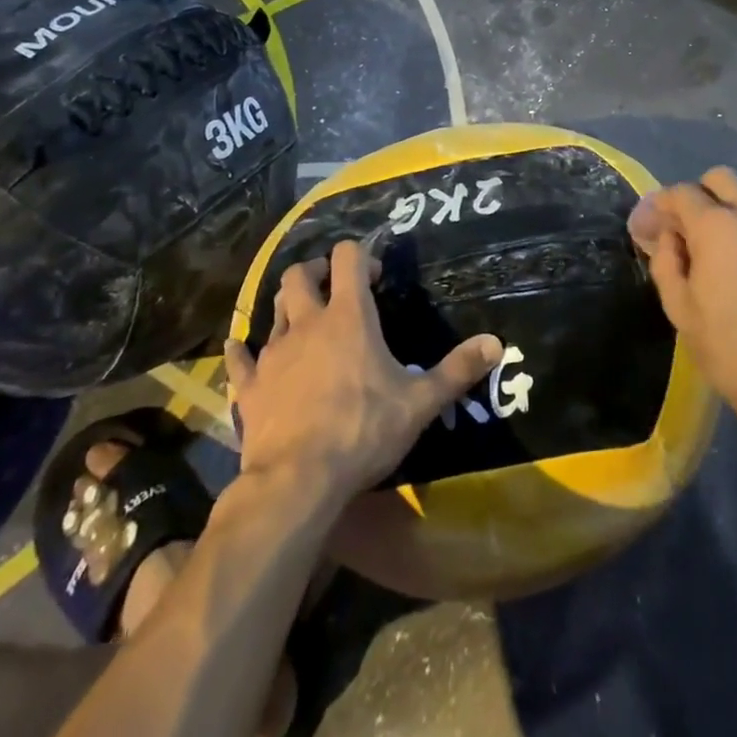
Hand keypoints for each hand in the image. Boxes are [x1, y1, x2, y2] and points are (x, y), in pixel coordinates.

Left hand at [224, 241, 502, 503]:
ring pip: (273, 309)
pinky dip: (243, 351)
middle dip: (314, 271)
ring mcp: (273, 352)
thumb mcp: (419, 403)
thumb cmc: (363, 431)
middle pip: (299, 275)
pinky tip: (242, 351)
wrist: (297, 481)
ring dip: (287, 306)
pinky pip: (239, 358)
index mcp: (349, 317)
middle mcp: (308, 323)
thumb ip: (457, 370)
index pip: (348, 257)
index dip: (360, 255)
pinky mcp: (250, 385)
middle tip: (332, 286)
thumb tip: (496, 343)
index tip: (374, 276)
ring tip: (301, 318)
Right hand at [628, 168, 736, 438]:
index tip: (648, 227)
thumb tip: (667, 237)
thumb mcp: (678, 307)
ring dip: (729, 214)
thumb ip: (665, 260)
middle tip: (686, 230)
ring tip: (719, 254)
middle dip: (698, 195)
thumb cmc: (726, 347)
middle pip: (721, 180)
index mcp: (717, 226)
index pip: (681, 193)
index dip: (660, 205)